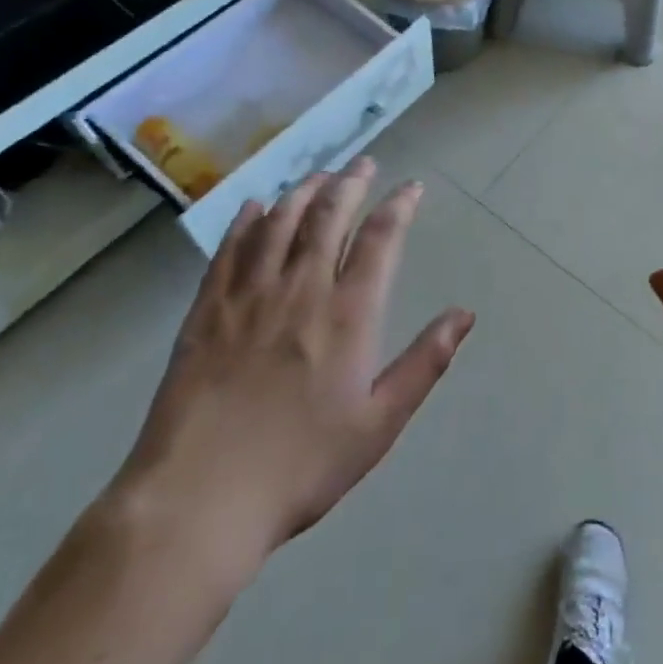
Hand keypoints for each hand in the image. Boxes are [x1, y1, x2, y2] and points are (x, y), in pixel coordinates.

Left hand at [113, 157, 473, 586]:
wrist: (198, 500)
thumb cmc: (301, 466)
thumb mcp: (379, 424)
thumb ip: (425, 362)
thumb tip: (465, 314)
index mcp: (348, 314)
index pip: (380, 239)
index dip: (399, 206)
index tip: (411, 187)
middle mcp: (301, 289)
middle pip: (329, 216)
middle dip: (350, 183)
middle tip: (363, 163)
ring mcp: (249, 296)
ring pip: (280, 223)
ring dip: (303, 192)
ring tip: (318, 176)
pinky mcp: (207, 310)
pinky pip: (230, 250)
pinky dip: (246, 221)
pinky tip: (255, 206)